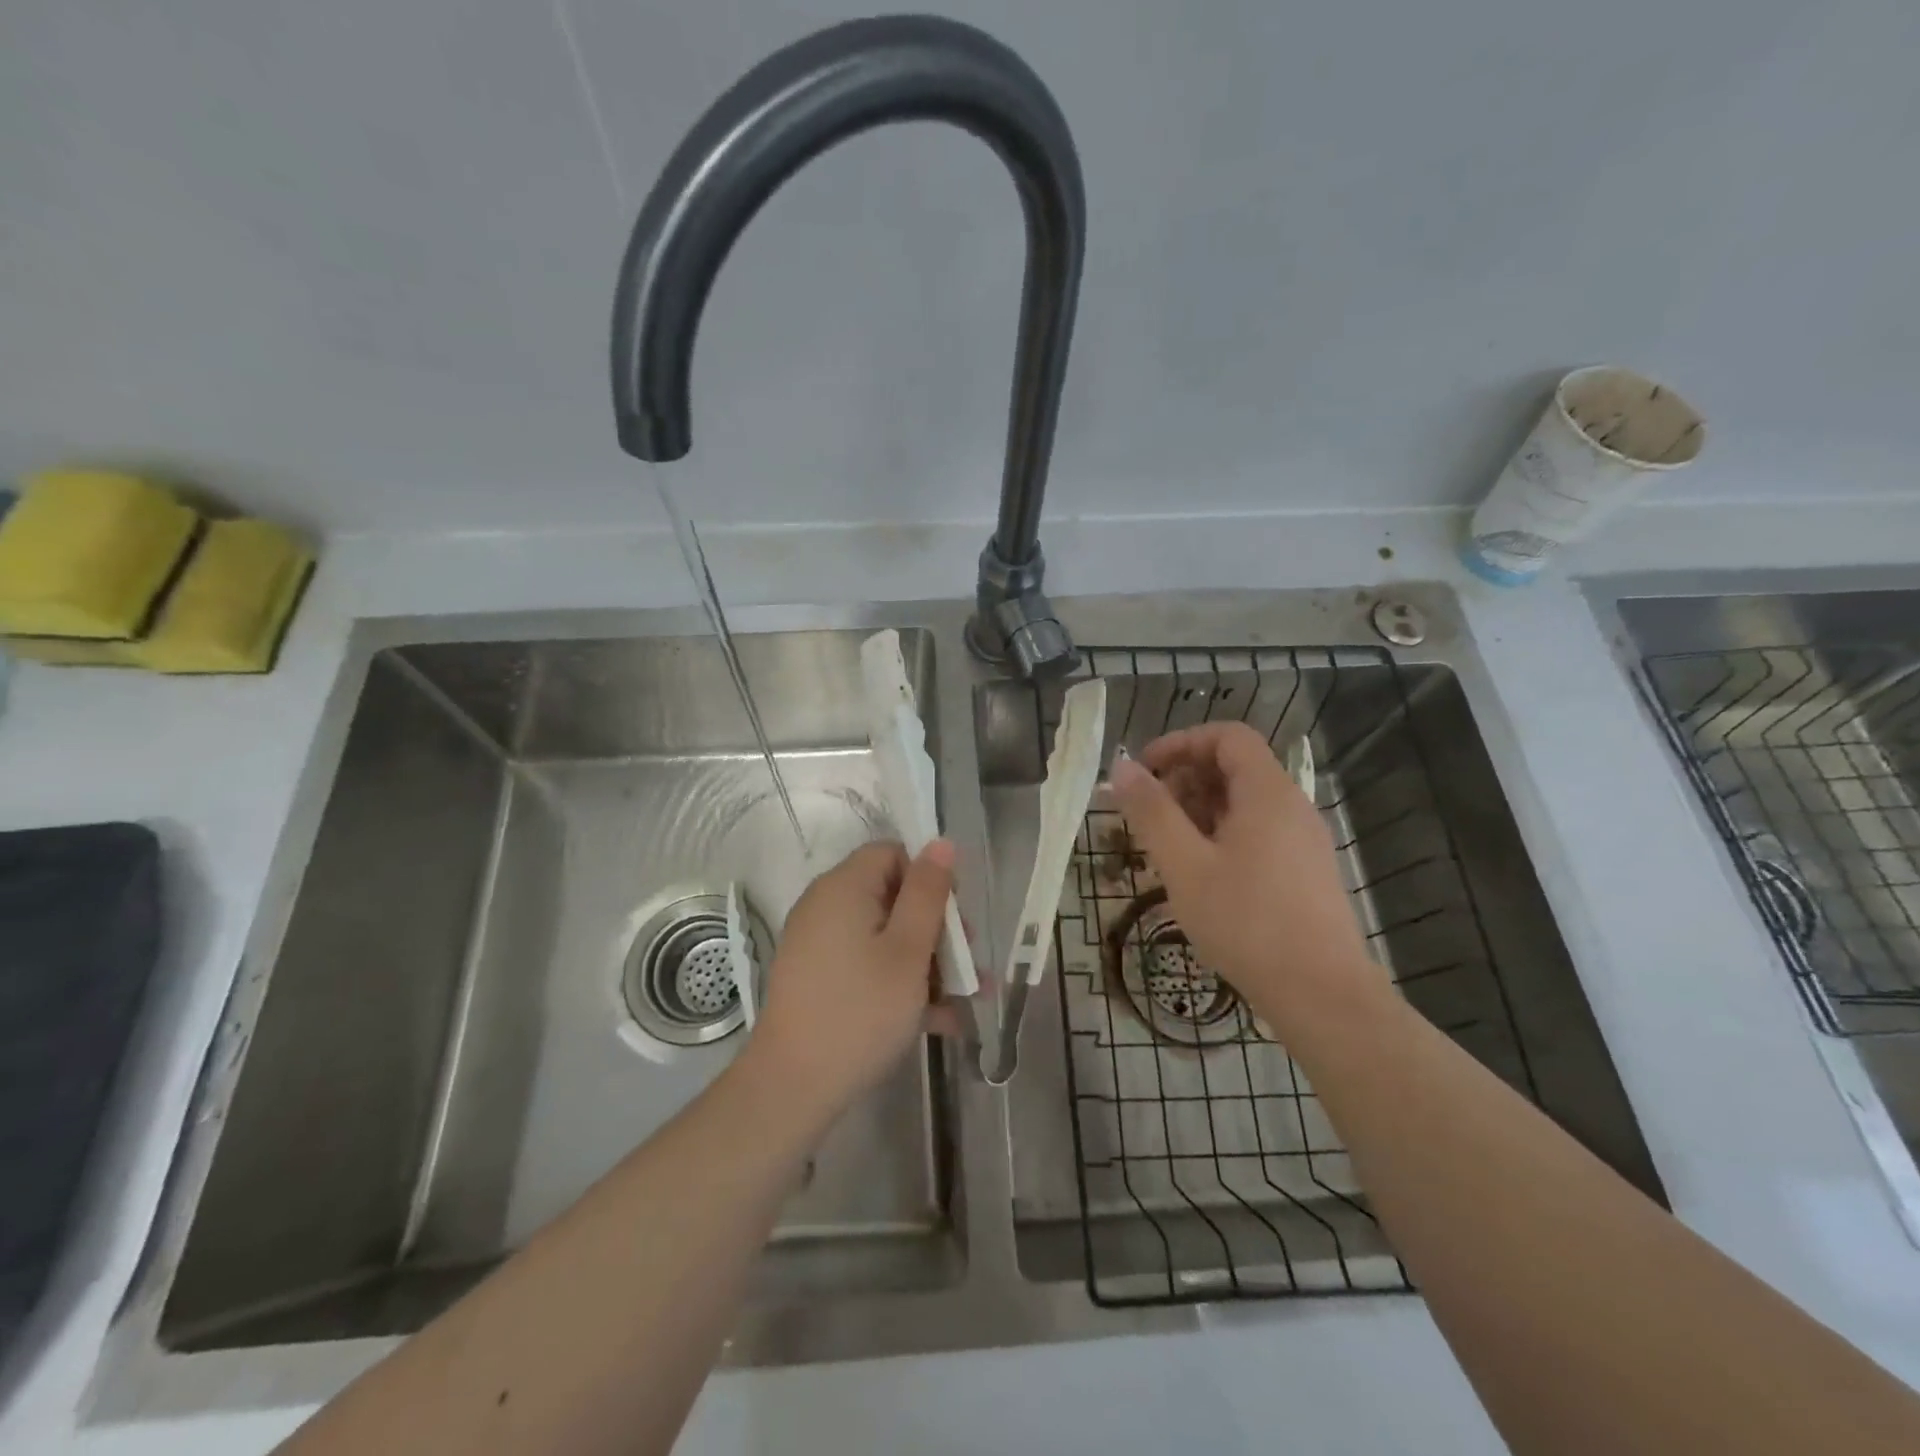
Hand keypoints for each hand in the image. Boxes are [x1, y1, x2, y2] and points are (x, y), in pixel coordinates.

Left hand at [746, 839, 963, 1121]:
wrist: (792, 1087)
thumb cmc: (861, 1010)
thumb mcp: (908, 950)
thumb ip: (928, 892)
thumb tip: (940, 842)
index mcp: (843, 887)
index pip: (891, 854)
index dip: (928, 877)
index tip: (953, 918)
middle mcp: (825, 907)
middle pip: (891, 896)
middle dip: (935, 927)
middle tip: (967, 963)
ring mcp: (818, 945)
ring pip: (884, 936)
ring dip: (926, 962)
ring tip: (967, 998)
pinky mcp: (818, 979)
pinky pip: (866, 965)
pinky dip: (899, 982)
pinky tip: (939, 1020)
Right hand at [1108, 722, 1380, 1027]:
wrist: (1321, 994)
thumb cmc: (1246, 922)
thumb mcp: (1185, 865)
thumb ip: (1151, 812)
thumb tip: (1122, 767)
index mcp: (1267, 793)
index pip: (1227, 736)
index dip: (1181, 743)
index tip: (1144, 771)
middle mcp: (1291, 807)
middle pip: (1235, 767)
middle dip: (1185, 780)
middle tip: (1148, 817)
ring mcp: (1303, 841)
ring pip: (1244, 804)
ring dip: (1199, 812)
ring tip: (1166, 849)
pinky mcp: (1304, 871)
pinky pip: (1258, 833)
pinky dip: (1221, 836)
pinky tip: (1200, 875)